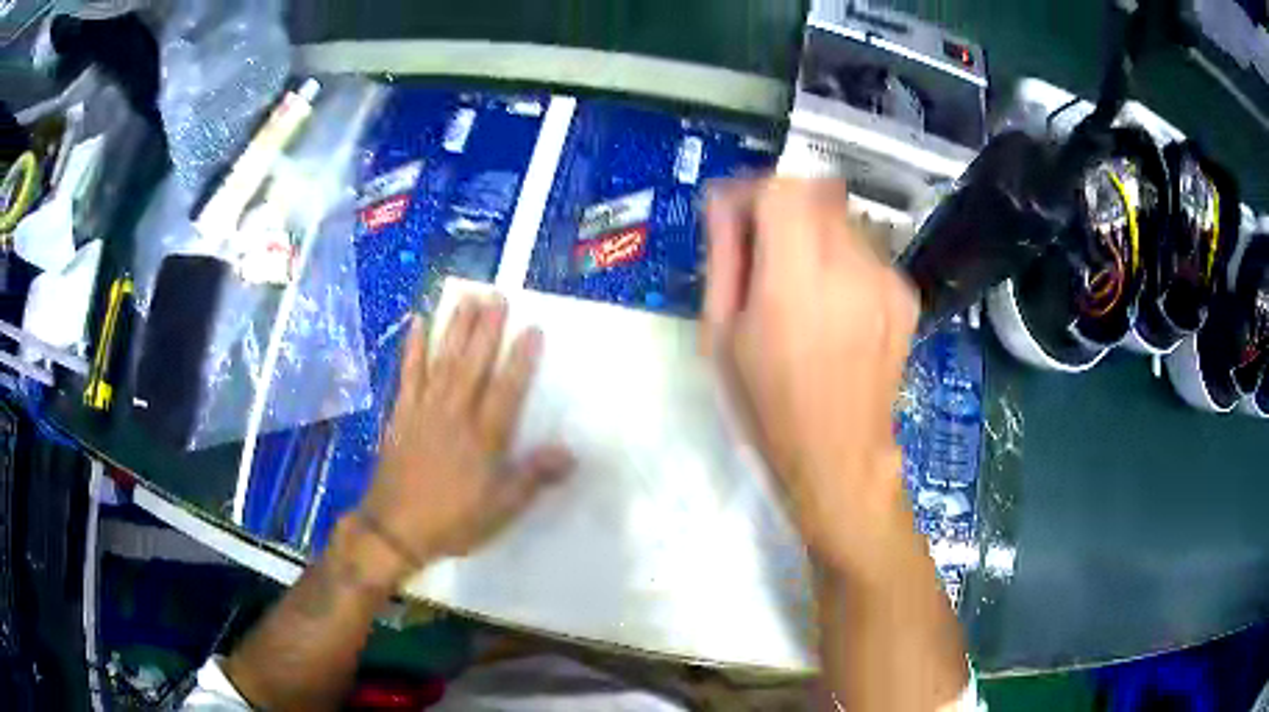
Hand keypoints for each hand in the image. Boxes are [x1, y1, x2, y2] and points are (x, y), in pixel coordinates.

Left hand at [358, 296, 573, 579]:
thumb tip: (570, 452)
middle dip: (487, 329)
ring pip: (444, 361)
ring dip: (456, 328)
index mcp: (484, 439)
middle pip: (474, 364)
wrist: (396, 528)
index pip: (507, 390)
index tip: (532, 328)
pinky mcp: (402, 413)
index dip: (520, 359)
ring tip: (468, 298)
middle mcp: (455, 415)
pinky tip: (417, 323)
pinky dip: (413, 348)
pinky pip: (408, 374)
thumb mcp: (501, 508)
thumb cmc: (453, 520)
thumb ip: (533, 477)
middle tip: (498, 295)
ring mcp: (425, 410)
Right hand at [703, 178, 918, 575]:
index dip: (755, 191)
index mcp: (796, 281)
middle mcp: (851, 267)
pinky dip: (842, 259)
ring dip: (814, 232)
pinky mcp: (906, 293)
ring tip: (801, 284)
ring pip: (843, 218)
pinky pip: (866, 250)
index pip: (783, 188)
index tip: (738, 216)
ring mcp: (886, 279)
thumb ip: (724, 256)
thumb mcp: (721, 335)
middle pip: (817, 192)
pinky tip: (834, 305)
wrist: (840, 455)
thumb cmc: (767, 405)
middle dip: (783, 206)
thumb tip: (722, 201)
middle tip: (764, 248)